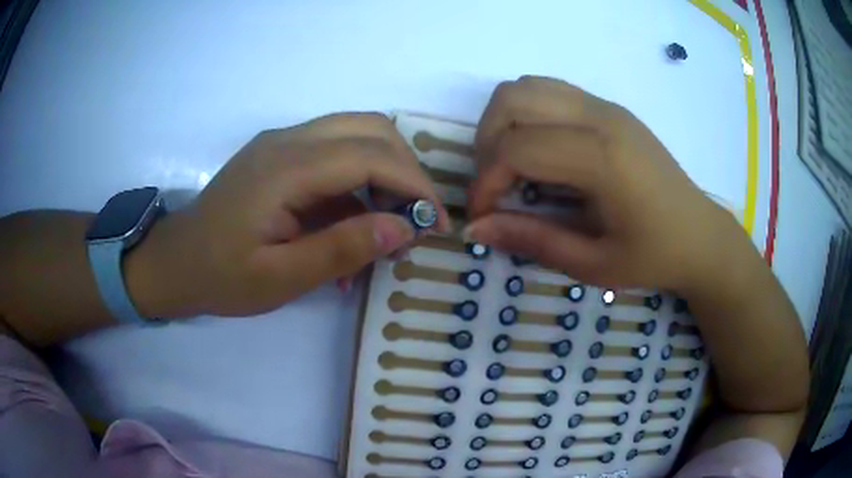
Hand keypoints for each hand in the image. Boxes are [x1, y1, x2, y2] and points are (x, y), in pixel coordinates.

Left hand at [126, 113, 448, 318]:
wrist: (175, 262)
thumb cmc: (220, 276)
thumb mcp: (281, 278)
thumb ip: (343, 250)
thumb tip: (404, 228)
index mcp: (285, 169)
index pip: (372, 155)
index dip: (415, 185)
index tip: (437, 224)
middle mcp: (288, 140)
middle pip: (371, 128)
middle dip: (407, 169)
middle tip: (416, 217)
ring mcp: (282, 141)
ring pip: (357, 131)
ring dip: (386, 168)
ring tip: (391, 218)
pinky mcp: (279, 152)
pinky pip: (335, 149)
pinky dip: (360, 177)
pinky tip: (355, 218)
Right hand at [466, 76, 746, 291]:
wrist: (700, 234)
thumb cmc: (653, 256)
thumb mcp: (592, 264)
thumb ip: (532, 240)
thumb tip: (475, 227)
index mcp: (602, 158)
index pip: (517, 148)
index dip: (485, 182)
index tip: (482, 215)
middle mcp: (601, 117)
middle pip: (512, 100)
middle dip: (487, 142)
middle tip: (495, 184)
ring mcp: (606, 106)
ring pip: (526, 86)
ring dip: (503, 122)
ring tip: (512, 165)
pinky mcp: (609, 107)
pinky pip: (549, 91)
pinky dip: (527, 114)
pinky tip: (540, 151)